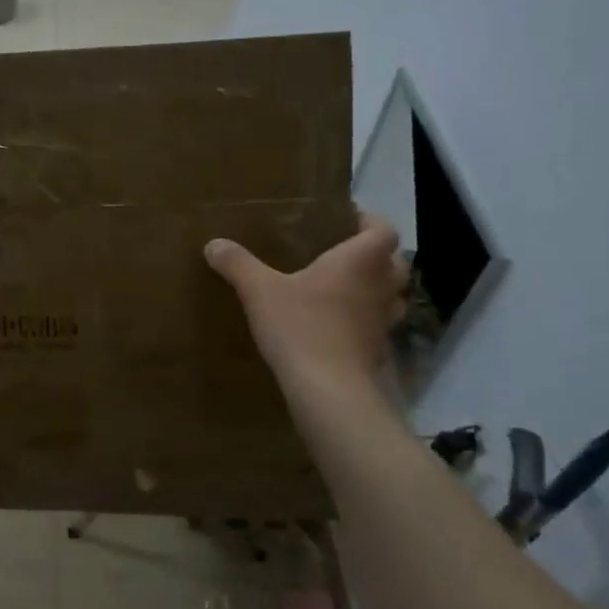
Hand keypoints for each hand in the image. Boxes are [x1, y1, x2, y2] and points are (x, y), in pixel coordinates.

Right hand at [206, 212, 408, 392]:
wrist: (328, 389)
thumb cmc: (300, 326)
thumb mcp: (259, 290)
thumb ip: (238, 264)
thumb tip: (214, 244)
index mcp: (360, 261)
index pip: (382, 229)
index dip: (369, 221)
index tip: (347, 219)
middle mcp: (380, 286)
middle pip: (395, 262)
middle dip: (376, 255)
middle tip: (344, 253)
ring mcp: (383, 321)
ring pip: (392, 295)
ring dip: (376, 288)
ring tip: (345, 287)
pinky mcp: (377, 350)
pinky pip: (378, 326)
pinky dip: (365, 320)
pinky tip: (338, 325)